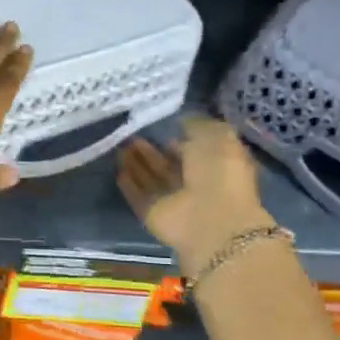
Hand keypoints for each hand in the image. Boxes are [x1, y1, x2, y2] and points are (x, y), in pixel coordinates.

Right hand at [117, 115, 274, 270]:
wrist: (211, 219)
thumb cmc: (220, 173)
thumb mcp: (217, 137)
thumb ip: (198, 126)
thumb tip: (183, 121)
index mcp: (216, 166)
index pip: (193, 151)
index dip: (178, 140)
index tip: (160, 128)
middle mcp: (195, 184)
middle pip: (168, 166)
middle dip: (150, 152)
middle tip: (131, 136)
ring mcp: (174, 202)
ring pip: (152, 179)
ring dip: (137, 165)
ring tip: (119, 147)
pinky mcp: (154, 215)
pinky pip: (139, 197)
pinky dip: (130, 185)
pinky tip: (118, 171)